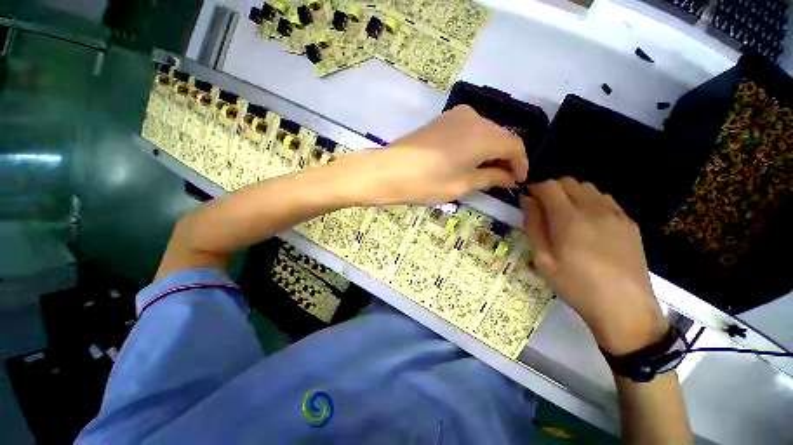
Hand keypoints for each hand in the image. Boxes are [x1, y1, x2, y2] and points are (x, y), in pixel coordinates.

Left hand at [359, 105, 527, 204]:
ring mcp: (456, 115)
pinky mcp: (443, 119)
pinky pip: (469, 130)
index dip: (521, 164)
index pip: (514, 146)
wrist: (390, 170)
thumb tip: (509, 178)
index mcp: (483, 135)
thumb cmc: (428, 182)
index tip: (519, 181)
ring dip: (490, 151)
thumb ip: (491, 177)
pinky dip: (475, 144)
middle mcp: (474, 118)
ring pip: (485, 132)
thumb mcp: (463, 185)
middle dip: (505, 158)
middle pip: (500, 137)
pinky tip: (470, 159)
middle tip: (503, 179)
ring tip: (486, 172)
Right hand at [521, 178, 667, 355]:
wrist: (624, 307)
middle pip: (568, 182)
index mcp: (569, 219)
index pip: (549, 186)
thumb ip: (534, 225)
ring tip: (565, 214)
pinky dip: (589, 201)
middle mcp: (594, 209)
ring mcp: (615, 213)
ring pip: (588, 187)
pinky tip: (587, 222)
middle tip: (543, 208)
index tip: (528, 198)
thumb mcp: (543, 259)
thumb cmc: (576, 285)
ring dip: (570, 194)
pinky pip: (605, 199)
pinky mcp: (629, 222)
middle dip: (551, 189)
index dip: (535, 188)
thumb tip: (527, 200)